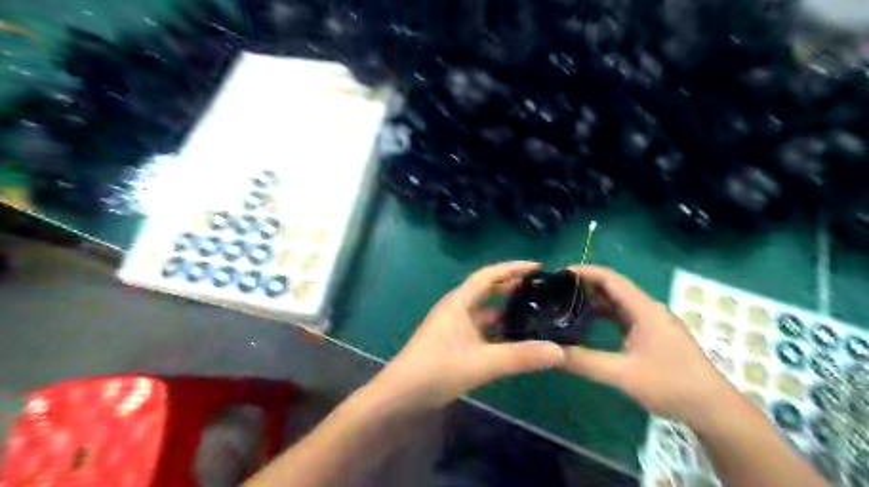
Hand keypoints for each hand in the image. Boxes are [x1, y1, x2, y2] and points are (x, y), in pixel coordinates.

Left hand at [372, 261, 564, 412]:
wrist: (401, 394)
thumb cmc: (437, 369)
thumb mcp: (482, 362)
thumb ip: (520, 357)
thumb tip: (559, 351)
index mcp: (459, 302)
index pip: (488, 275)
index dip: (512, 268)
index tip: (537, 266)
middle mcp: (456, 308)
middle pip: (487, 289)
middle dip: (511, 285)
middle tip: (539, 288)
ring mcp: (454, 326)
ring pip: (484, 310)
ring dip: (505, 308)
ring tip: (532, 309)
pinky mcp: (454, 342)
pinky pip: (481, 328)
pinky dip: (497, 328)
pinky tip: (513, 337)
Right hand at [560, 265, 734, 423]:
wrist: (713, 408)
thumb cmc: (671, 385)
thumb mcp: (623, 374)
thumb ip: (585, 362)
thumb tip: (550, 352)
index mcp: (644, 309)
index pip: (610, 278)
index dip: (584, 272)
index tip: (558, 274)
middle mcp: (648, 309)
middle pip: (613, 287)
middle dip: (585, 285)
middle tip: (556, 290)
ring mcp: (652, 322)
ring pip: (618, 302)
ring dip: (594, 300)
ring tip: (566, 303)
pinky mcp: (652, 334)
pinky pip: (623, 316)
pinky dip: (603, 315)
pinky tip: (588, 323)